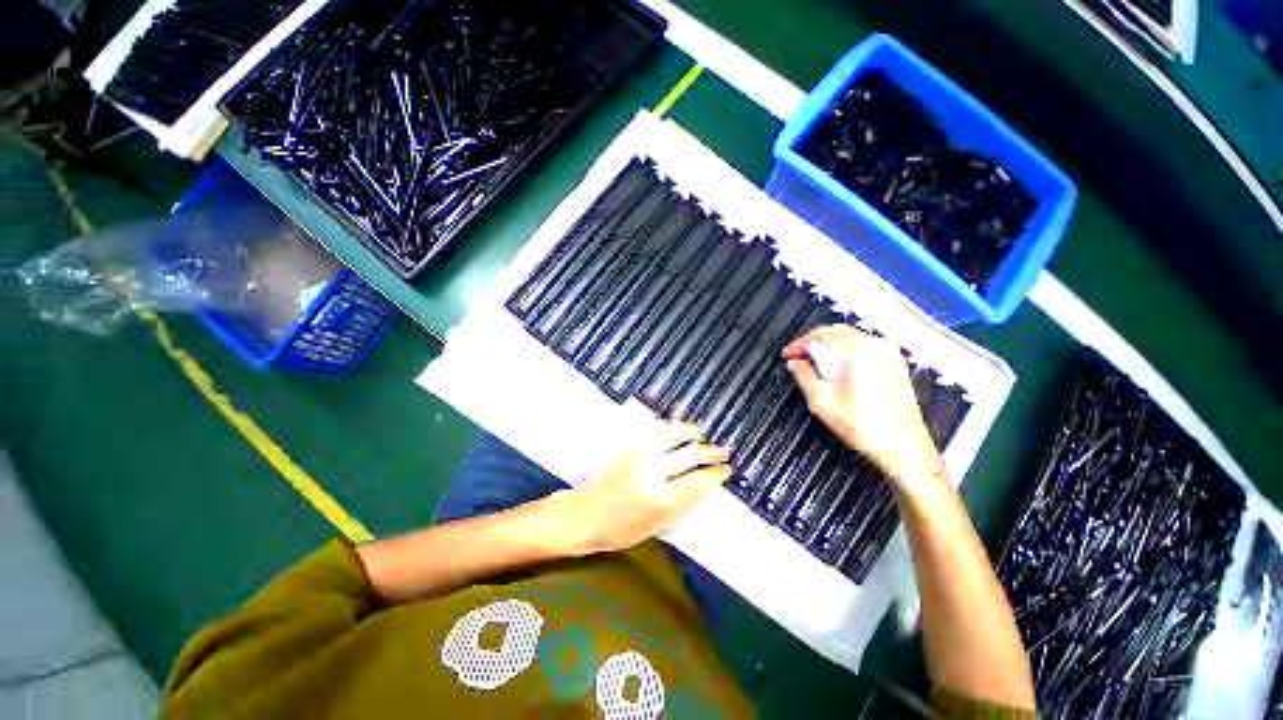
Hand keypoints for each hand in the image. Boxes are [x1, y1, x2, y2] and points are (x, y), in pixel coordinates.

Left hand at [561, 421, 730, 553]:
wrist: (588, 514)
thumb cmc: (622, 529)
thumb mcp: (659, 526)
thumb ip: (684, 504)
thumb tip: (704, 485)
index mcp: (663, 500)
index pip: (700, 481)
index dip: (717, 473)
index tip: (726, 470)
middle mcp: (655, 472)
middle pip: (692, 454)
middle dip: (711, 451)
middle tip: (721, 451)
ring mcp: (641, 455)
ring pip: (674, 434)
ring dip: (692, 432)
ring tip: (699, 435)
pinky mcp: (630, 446)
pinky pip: (656, 430)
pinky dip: (671, 429)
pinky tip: (677, 431)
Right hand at [782, 325, 941, 484]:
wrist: (904, 449)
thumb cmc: (865, 427)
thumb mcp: (822, 402)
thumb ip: (804, 376)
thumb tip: (794, 363)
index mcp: (860, 351)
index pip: (822, 334)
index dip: (800, 342)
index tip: (788, 354)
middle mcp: (878, 347)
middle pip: (838, 332)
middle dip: (814, 342)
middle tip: (798, 356)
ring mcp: (891, 355)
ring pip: (852, 339)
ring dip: (830, 347)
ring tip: (814, 364)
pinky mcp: (896, 365)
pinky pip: (865, 349)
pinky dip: (846, 353)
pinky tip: (837, 370)